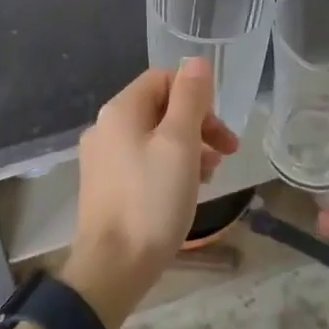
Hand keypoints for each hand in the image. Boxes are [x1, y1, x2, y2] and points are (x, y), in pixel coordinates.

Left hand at [65, 60, 238, 327]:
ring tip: (211, 175)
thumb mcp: (179, 144)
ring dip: (187, 148)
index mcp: (120, 110)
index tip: (219, 129)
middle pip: (159, 108)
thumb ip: (190, 98)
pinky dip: (168, 167)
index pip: (163, 79)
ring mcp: (102, 158)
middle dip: (197, 125)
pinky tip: (186, 190)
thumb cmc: (151, 201)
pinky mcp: (105, 186)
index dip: (196, 97)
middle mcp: (105, 127)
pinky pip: (143, 161)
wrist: (113, 267)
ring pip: (153, 137)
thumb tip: (196, 61)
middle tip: (227, 153)